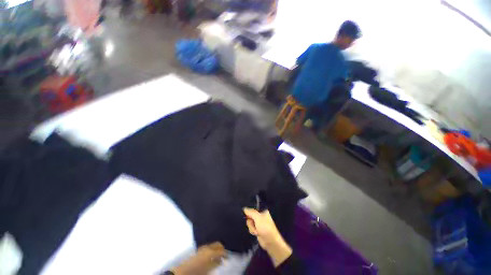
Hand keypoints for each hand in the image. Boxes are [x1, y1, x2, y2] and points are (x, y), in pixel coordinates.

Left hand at [171, 242, 225, 274]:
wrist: (183, 271)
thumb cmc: (198, 271)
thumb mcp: (209, 268)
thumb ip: (215, 263)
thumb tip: (221, 260)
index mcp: (211, 251)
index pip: (221, 250)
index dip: (226, 253)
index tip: (229, 256)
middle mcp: (207, 247)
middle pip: (218, 244)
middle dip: (222, 248)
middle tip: (225, 254)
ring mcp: (203, 247)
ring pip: (213, 245)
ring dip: (216, 249)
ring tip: (219, 256)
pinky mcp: (199, 250)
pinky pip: (208, 247)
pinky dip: (212, 250)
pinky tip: (212, 256)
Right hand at [243, 208, 291, 266]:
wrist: (270, 241)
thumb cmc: (265, 228)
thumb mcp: (258, 218)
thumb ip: (251, 212)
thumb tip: (244, 208)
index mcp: (262, 211)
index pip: (253, 209)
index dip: (249, 213)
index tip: (248, 216)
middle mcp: (260, 216)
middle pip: (250, 216)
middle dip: (251, 222)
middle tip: (254, 225)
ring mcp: (259, 223)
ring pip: (250, 223)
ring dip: (252, 227)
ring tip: (256, 231)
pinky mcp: (257, 229)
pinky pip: (251, 228)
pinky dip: (252, 231)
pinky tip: (256, 233)